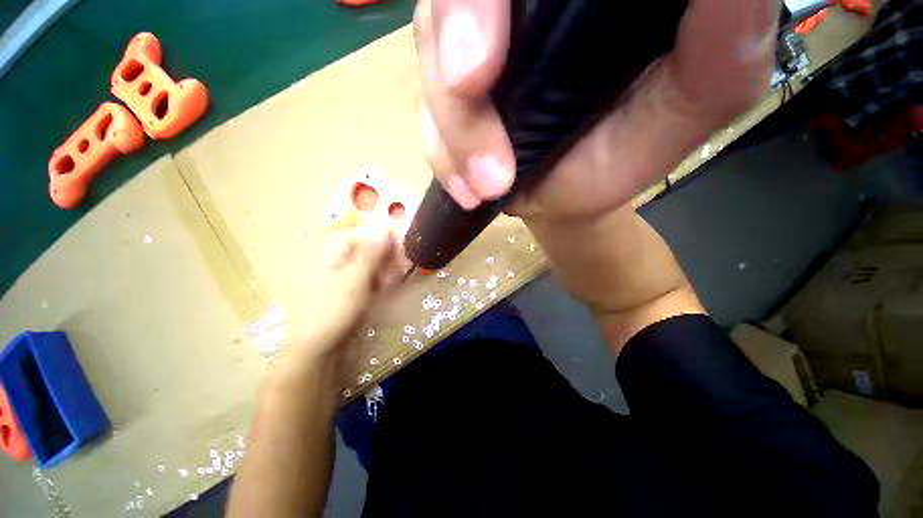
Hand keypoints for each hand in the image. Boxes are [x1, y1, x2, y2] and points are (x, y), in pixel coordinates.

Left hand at [279, 219, 402, 372]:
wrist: (317, 349)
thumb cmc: (333, 310)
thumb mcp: (355, 279)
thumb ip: (370, 253)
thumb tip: (383, 228)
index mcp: (331, 252)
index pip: (362, 234)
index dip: (382, 240)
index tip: (399, 251)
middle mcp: (337, 260)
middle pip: (368, 249)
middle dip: (385, 260)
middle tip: (393, 274)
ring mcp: (343, 275)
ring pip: (371, 264)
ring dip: (384, 273)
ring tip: (386, 287)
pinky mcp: (349, 289)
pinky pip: (369, 278)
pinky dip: (378, 283)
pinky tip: (381, 292)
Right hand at [415, 0, 780, 221]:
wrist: (571, 192)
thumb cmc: (631, 149)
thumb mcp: (698, 95)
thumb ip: (724, 36)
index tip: (492, 44)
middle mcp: (520, 5)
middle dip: (454, 32)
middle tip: (473, 86)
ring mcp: (473, 45)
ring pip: (429, 51)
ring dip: (452, 126)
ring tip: (487, 183)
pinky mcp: (447, 95)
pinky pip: (425, 117)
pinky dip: (442, 154)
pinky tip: (468, 189)